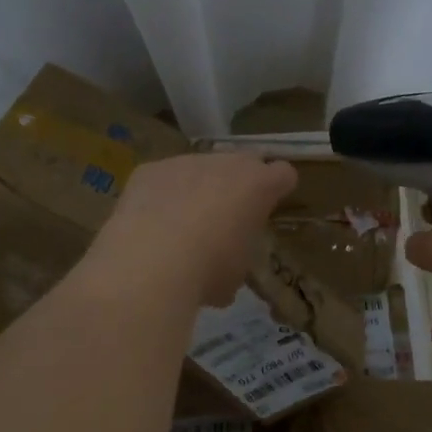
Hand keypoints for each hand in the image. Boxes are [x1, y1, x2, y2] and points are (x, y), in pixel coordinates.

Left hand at [93, 152, 296, 307]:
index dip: (277, 189)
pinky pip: (162, 178)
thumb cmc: (209, 269)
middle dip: (237, 185)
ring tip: (179, 226)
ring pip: (198, 169)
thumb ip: (239, 251)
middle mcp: (225, 163)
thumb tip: (225, 260)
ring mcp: (185, 161)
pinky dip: (160, 196)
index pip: (283, 173)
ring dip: (196, 189)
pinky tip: (149, 224)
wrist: (151, 262)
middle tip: (225, 217)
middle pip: (241, 163)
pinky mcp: (150, 169)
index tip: (267, 208)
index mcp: (258, 185)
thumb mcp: (238, 271)